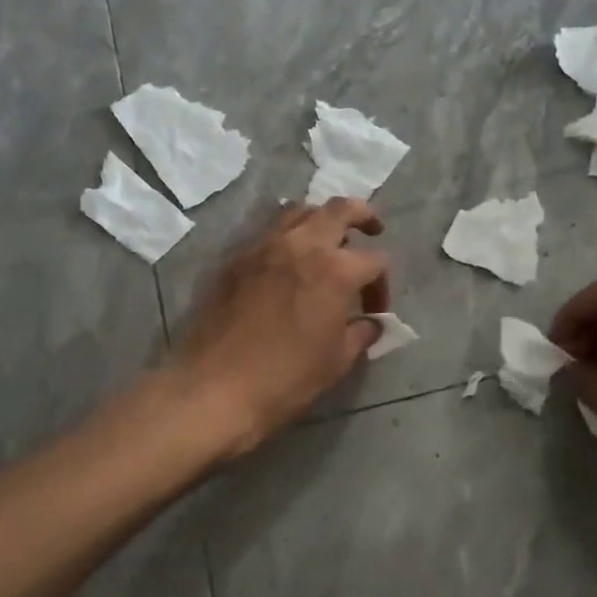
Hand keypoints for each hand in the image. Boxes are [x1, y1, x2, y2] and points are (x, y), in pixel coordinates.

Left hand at [171, 198, 391, 457]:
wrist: (215, 387)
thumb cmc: (285, 378)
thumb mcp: (336, 361)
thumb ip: (360, 334)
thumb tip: (369, 323)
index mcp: (334, 270)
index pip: (374, 260)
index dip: (381, 284)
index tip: (373, 311)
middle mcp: (300, 245)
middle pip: (338, 210)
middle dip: (361, 215)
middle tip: (370, 229)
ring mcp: (262, 247)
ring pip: (298, 211)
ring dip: (319, 220)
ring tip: (324, 241)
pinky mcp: (234, 259)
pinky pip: (267, 233)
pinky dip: (285, 237)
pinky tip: (286, 264)